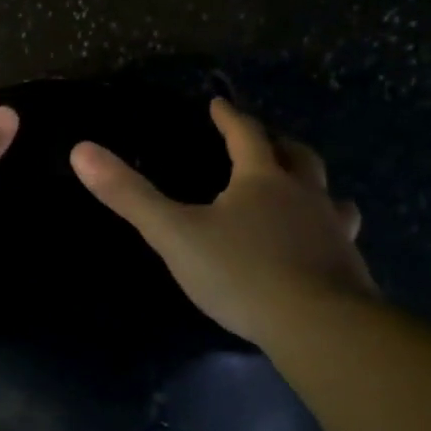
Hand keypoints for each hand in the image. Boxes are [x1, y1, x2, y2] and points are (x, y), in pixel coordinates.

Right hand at [70, 96, 374, 347]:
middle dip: (278, 144)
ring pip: (330, 195)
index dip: (230, 117)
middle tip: (266, 141)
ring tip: (303, 192)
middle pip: (297, 156)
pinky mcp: (350, 267)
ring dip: (314, 186)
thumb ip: (130, 195)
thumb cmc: (241, 273)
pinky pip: (341, 236)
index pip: (246, 134)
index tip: (219, 104)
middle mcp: (304, 195)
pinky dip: (328, 230)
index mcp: (262, 180)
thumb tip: (80, 150)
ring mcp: (333, 230)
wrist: (320, 326)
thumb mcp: (174, 234)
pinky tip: (320, 248)